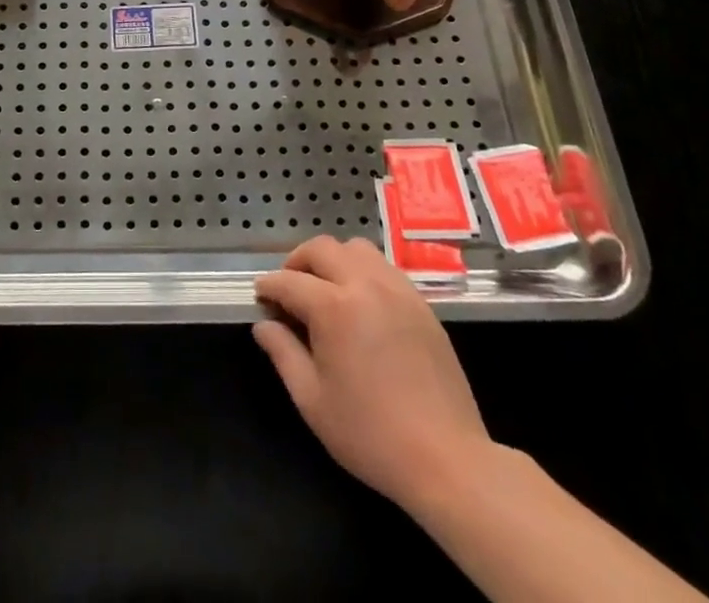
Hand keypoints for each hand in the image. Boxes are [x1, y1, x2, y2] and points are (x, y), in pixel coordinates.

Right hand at [254, 236, 490, 509]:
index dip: (269, 287)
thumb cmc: (371, 434)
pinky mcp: (421, 303)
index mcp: (334, 307)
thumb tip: (263, 325)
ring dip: (333, 259)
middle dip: (298, 262)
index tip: (260, 297)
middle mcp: (365, 285)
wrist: (447, 460)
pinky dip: (363, 271)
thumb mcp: (313, 400)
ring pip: (356, 248)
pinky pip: (384, 268)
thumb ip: (283, 353)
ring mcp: (398, 290)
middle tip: (290, 289)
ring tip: (327, 290)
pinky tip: (361, 303)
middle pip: (322, 248)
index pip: (290, 281)